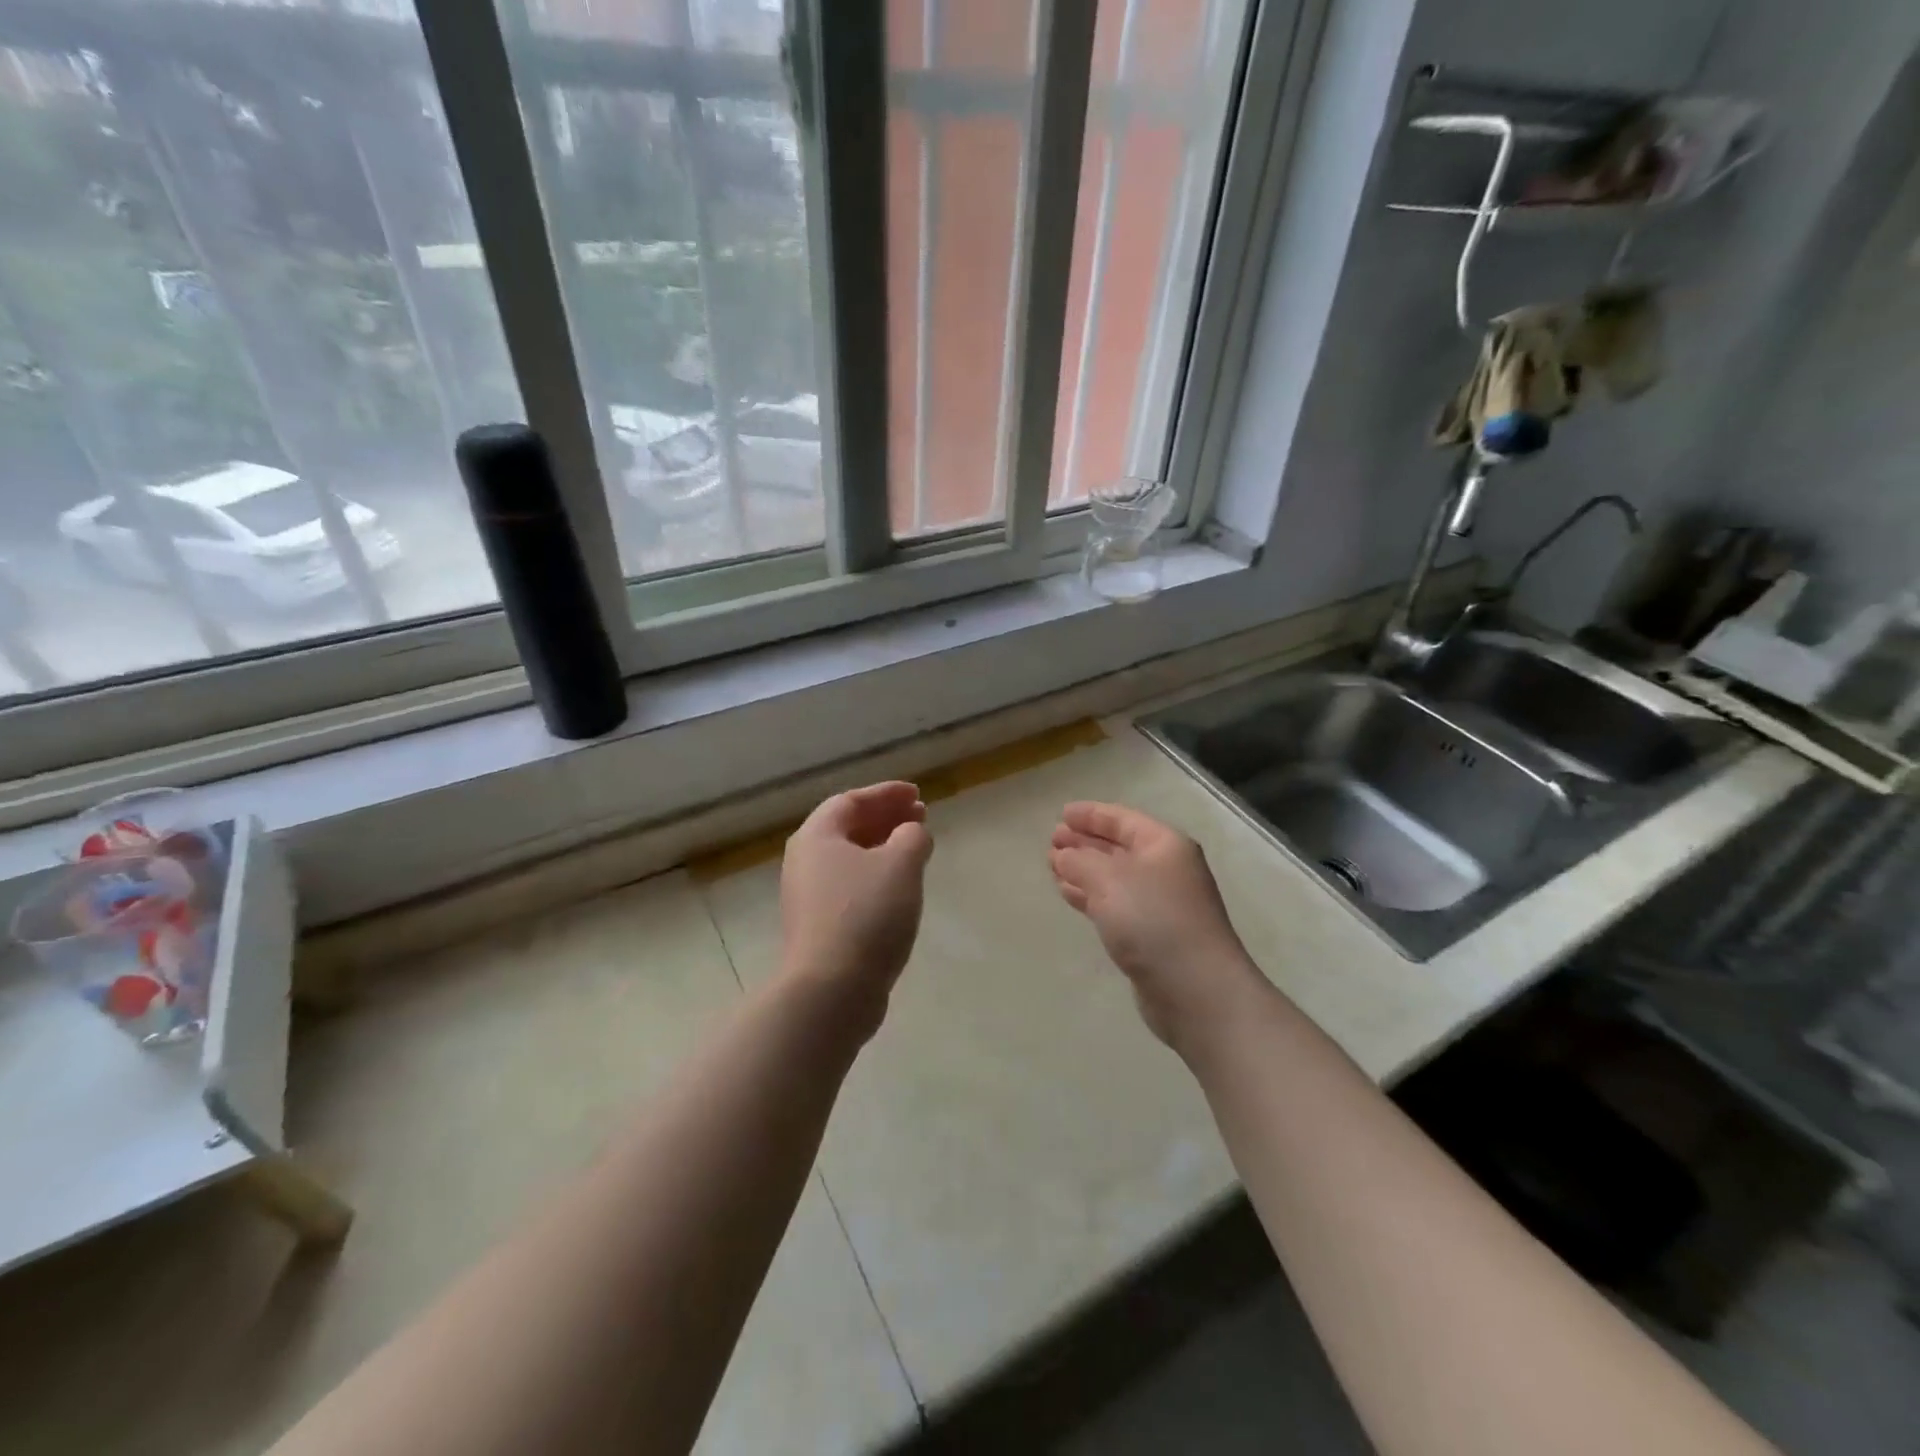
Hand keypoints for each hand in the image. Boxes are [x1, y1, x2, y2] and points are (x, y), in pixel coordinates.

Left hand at [780, 782, 934, 1028]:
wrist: (831, 990)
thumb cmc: (866, 914)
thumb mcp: (901, 864)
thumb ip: (912, 836)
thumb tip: (912, 833)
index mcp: (817, 836)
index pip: (851, 800)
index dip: (887, 794)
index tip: (918, 794)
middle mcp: (805, 861)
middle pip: (848, 828)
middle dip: (886, 818)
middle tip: (921, 816)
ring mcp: (809, 896)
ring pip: (850, 858)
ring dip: (883, 846)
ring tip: (916, 848)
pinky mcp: (819, 925)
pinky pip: (850, 885)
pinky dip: (876, 874)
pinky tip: (900, 887)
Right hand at [1049, 802, 1262, 1051]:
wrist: (1196, 990)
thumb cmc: (1154, 920)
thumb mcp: (1109, 880)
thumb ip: (1080, 861)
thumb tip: (1063, 854)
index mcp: (1164, 845)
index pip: (1122, 819)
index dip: (1091, 815)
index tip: (1061, 814)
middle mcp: (1166, 869)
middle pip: (1119, 847)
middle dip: (1085, 842)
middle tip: (1051, 842)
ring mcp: (1161, 904)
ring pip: (1115, 878)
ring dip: (1084, 871)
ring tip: (1053, 868)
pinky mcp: (1153, 936)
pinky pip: (1116, 904)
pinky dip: (1092, 897)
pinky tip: (1070, 897)